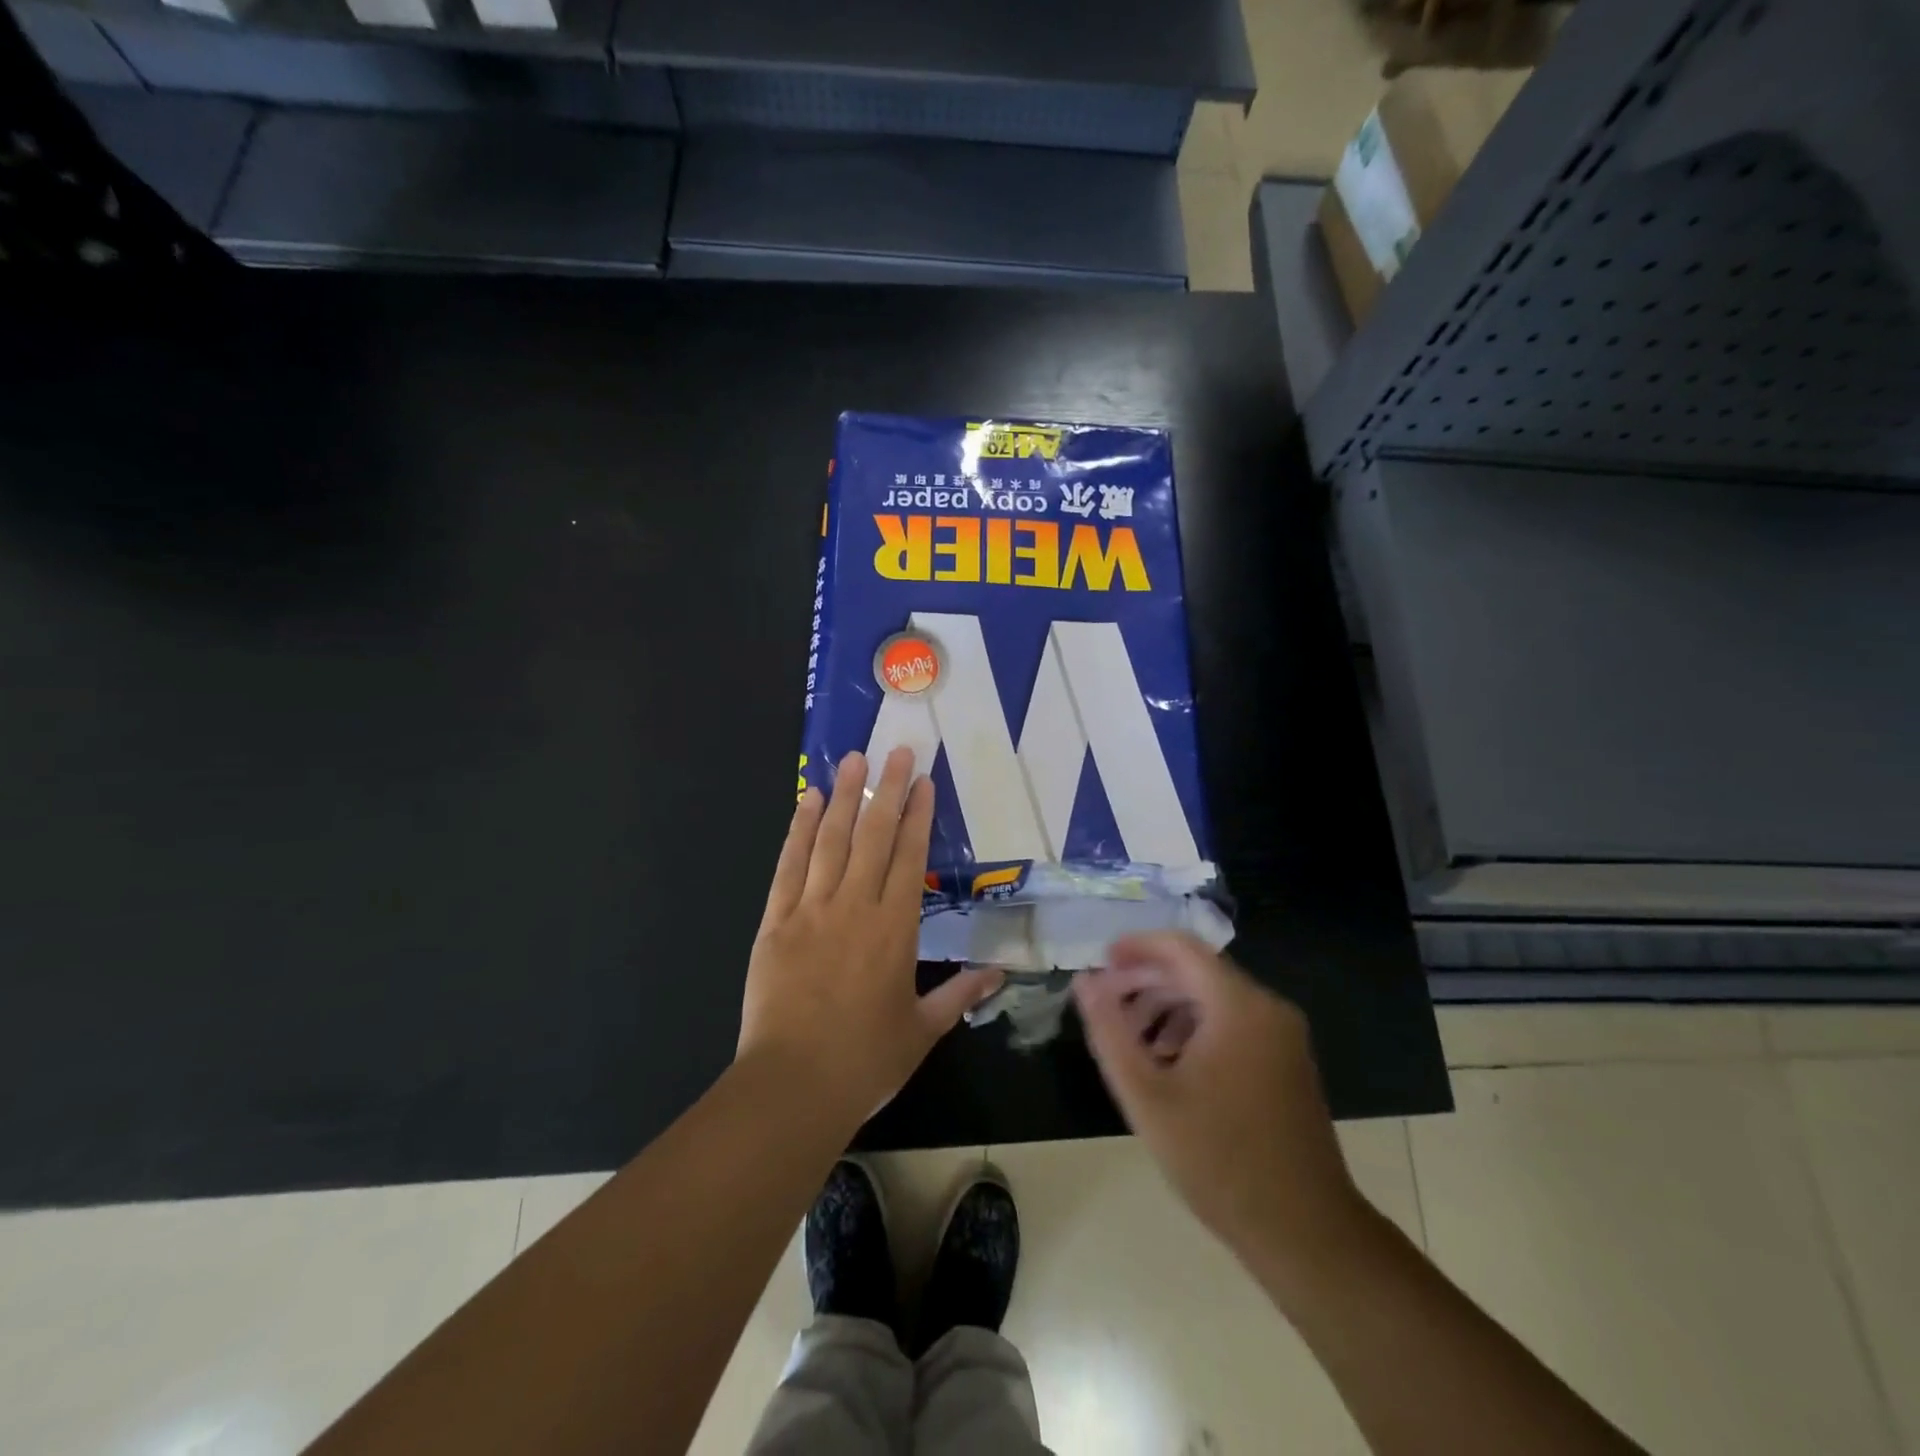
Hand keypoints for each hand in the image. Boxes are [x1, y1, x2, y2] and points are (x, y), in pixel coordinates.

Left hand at [739, 747, 1002, 1125]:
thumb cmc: (866, 1061)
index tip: (923, 780)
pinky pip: (789, 866)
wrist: (793, 1085)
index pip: (911, 858)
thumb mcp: (922, 1029)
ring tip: (852, 760)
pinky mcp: (775, 921)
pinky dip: (798, 831)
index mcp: (896, 929)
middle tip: (894, 750)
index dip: (917, 816)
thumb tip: (1000, 973)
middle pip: (873, 836)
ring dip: (843, 797)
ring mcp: (811, 910)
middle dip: (886, 790)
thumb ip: (960, 993)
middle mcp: (856, 907)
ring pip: (831, 841)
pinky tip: (806, 801)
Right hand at [1073, 933, 1361, 1263]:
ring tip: (1133, 1042)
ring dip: (1168, 1006)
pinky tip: (1170, 1064)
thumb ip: (1110, 1030)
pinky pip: (1234, 1022)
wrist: (1305, 1232)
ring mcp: (1283, 1035)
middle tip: (1108, 1007)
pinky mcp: (1288, 1060)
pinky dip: (1196, 1027)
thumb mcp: (1146, 1094)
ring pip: (1214, 997)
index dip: (1136, 947)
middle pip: (1196, 970)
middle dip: (1147, 981)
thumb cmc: (1218, 1161)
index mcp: (1238, 1006)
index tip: (1100, 963)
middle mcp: (1267, 1007)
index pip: (1180, 947)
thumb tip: (1085, 981)